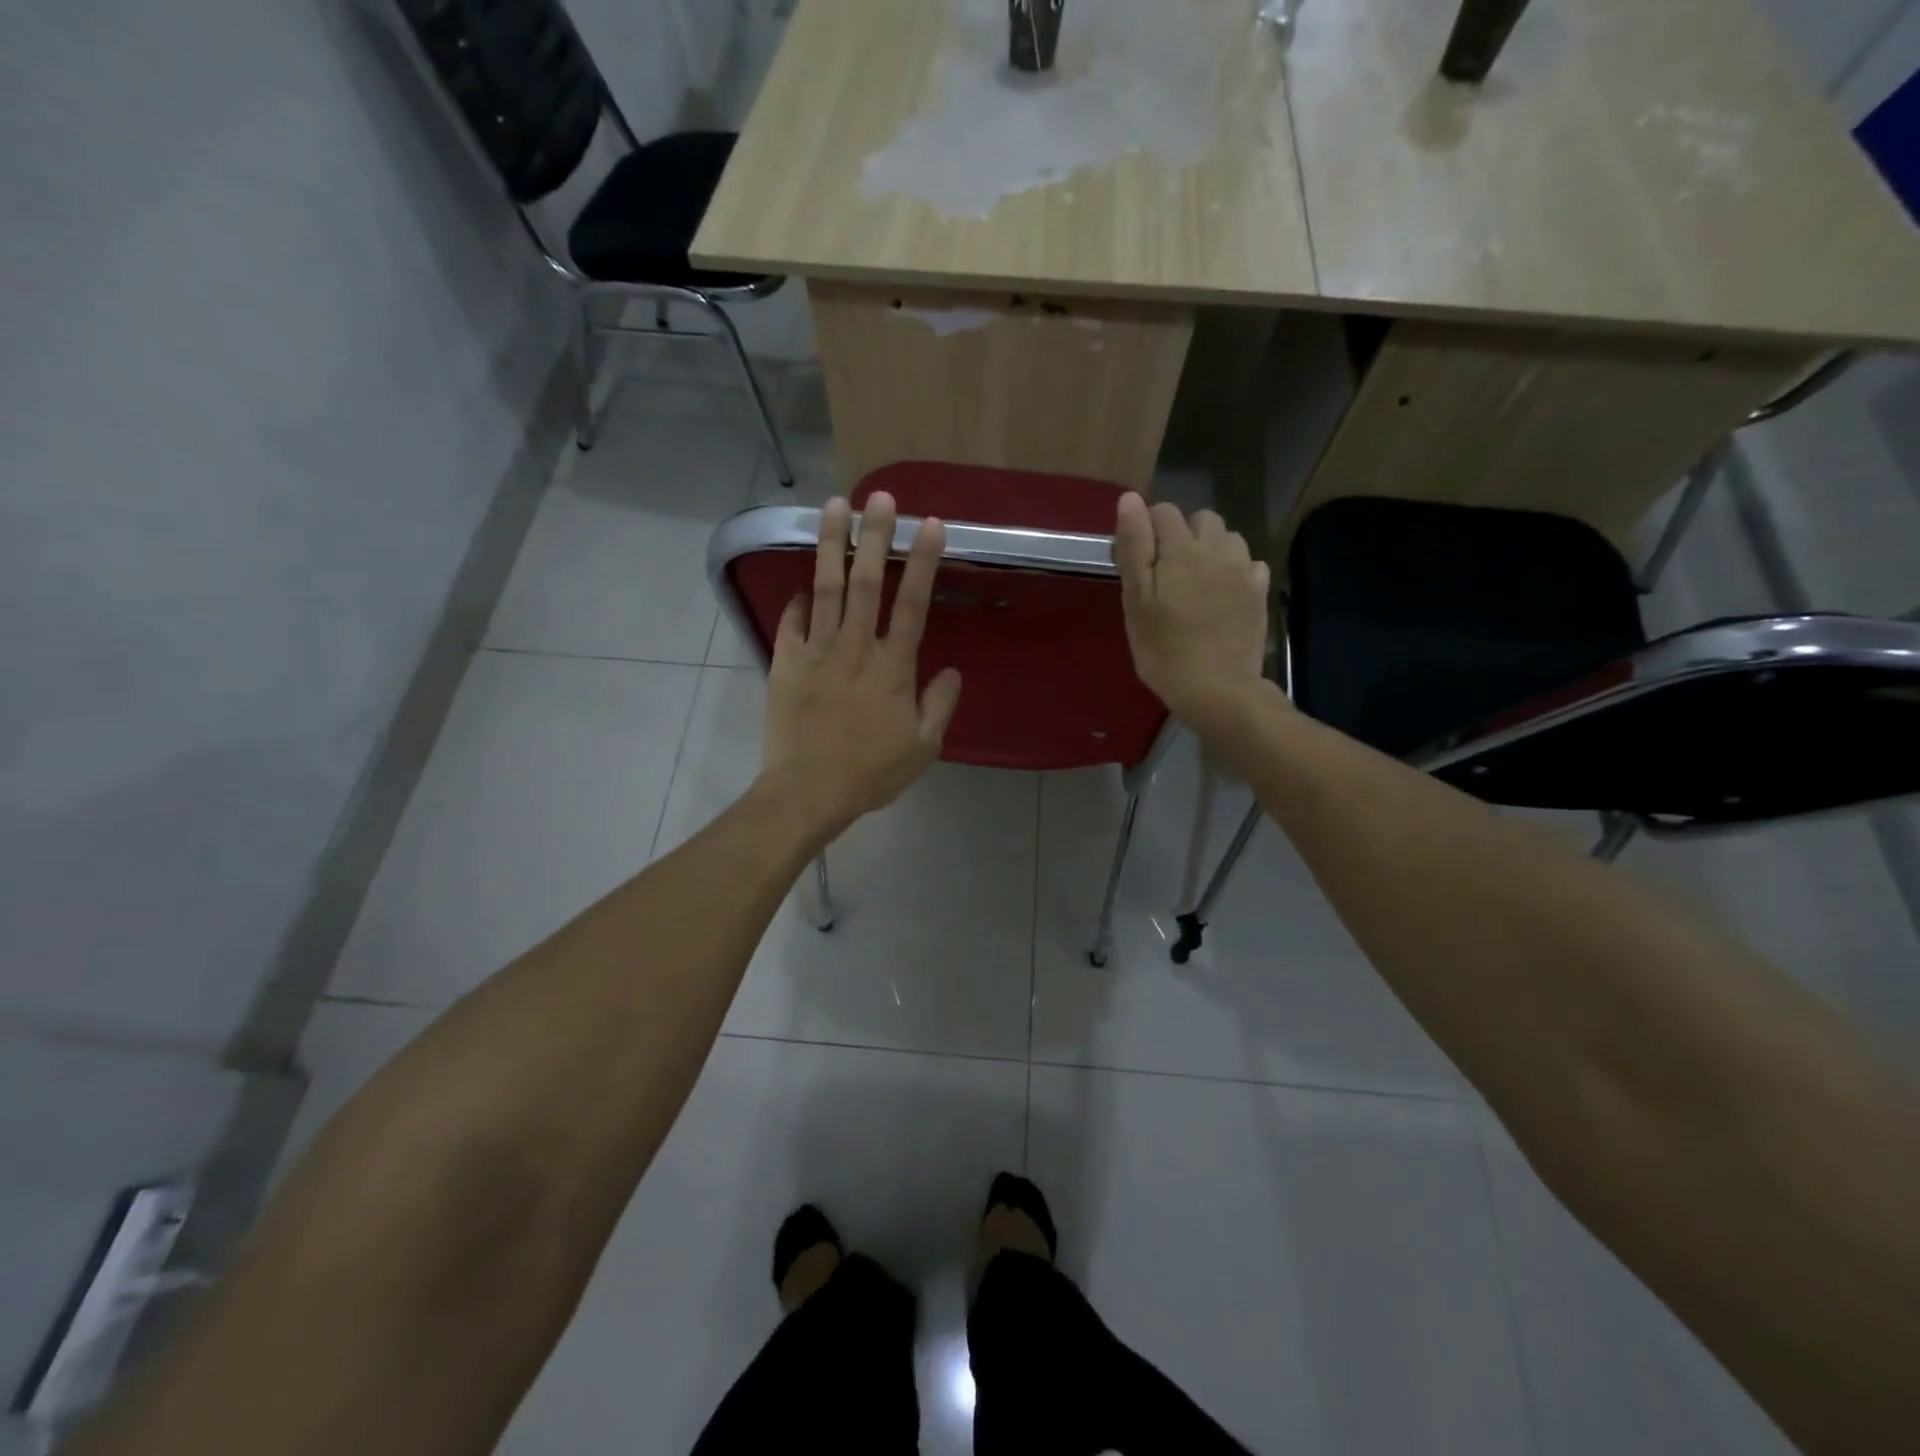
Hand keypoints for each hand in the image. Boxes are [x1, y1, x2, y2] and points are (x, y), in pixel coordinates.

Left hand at [759, 492, 962, 843]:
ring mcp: (816, 652)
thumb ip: (940, 705)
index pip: (912, 603)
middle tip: (880, 496)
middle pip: (865, 582)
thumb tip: (952, 670)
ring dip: (831, 545)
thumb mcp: (923, 748)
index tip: (930, 524)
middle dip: (875, 535)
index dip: (923, 561)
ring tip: (834, 506)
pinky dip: (796, 601)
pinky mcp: (785, 663)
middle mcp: (855, 648)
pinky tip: (801, 584)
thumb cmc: (871, 773)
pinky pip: (791, 622)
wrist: (808, 792)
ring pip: (825, 588)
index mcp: (892, 667)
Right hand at [1113, 493, 1275, 728]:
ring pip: (1227, 538)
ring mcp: (1244, 569)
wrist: (1217, 688)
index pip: (1163, 512)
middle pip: (1201, 519)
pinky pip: (1249, 565)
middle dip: (1183, 534)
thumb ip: (1134, 546)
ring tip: (1196, 582)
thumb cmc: (1163, 648)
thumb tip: (1131, 499)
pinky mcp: (1260, 591)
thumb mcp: (1136, 600)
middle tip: (1167, 573)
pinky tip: (1223, 595)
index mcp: (1182, 547)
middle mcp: (1218, 548)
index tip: (1139, 561)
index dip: (1147, 529)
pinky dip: (1235, 570)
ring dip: (1211, 549)